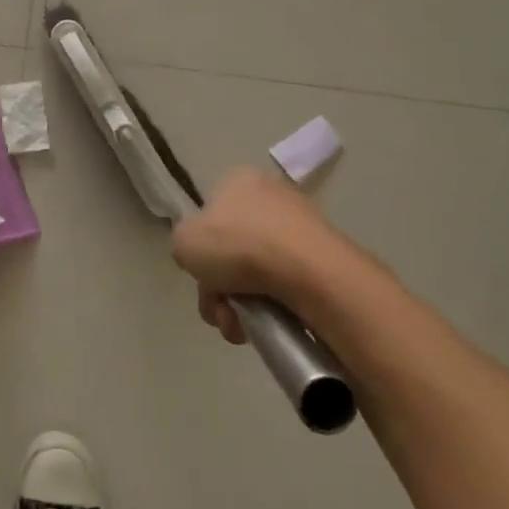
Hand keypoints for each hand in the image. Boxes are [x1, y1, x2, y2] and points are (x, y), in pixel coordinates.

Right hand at [171, 167, 341, 344]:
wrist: (308, 272)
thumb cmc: (238, 246)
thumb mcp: (184, 241)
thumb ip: (184, 245)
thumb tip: (204, 259)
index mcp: (239, 181)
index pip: (210, 216)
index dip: (201, 252)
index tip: (203, 277)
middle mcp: (272, 196)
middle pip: (232, 250)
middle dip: (220, 288)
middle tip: (220, 310)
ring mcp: (301, 226)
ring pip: (257, 272)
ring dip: (242, 304)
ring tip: (242, 327)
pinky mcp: (324, 257)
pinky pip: (286, 284)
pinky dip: (273, 306)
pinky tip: (269, 324)